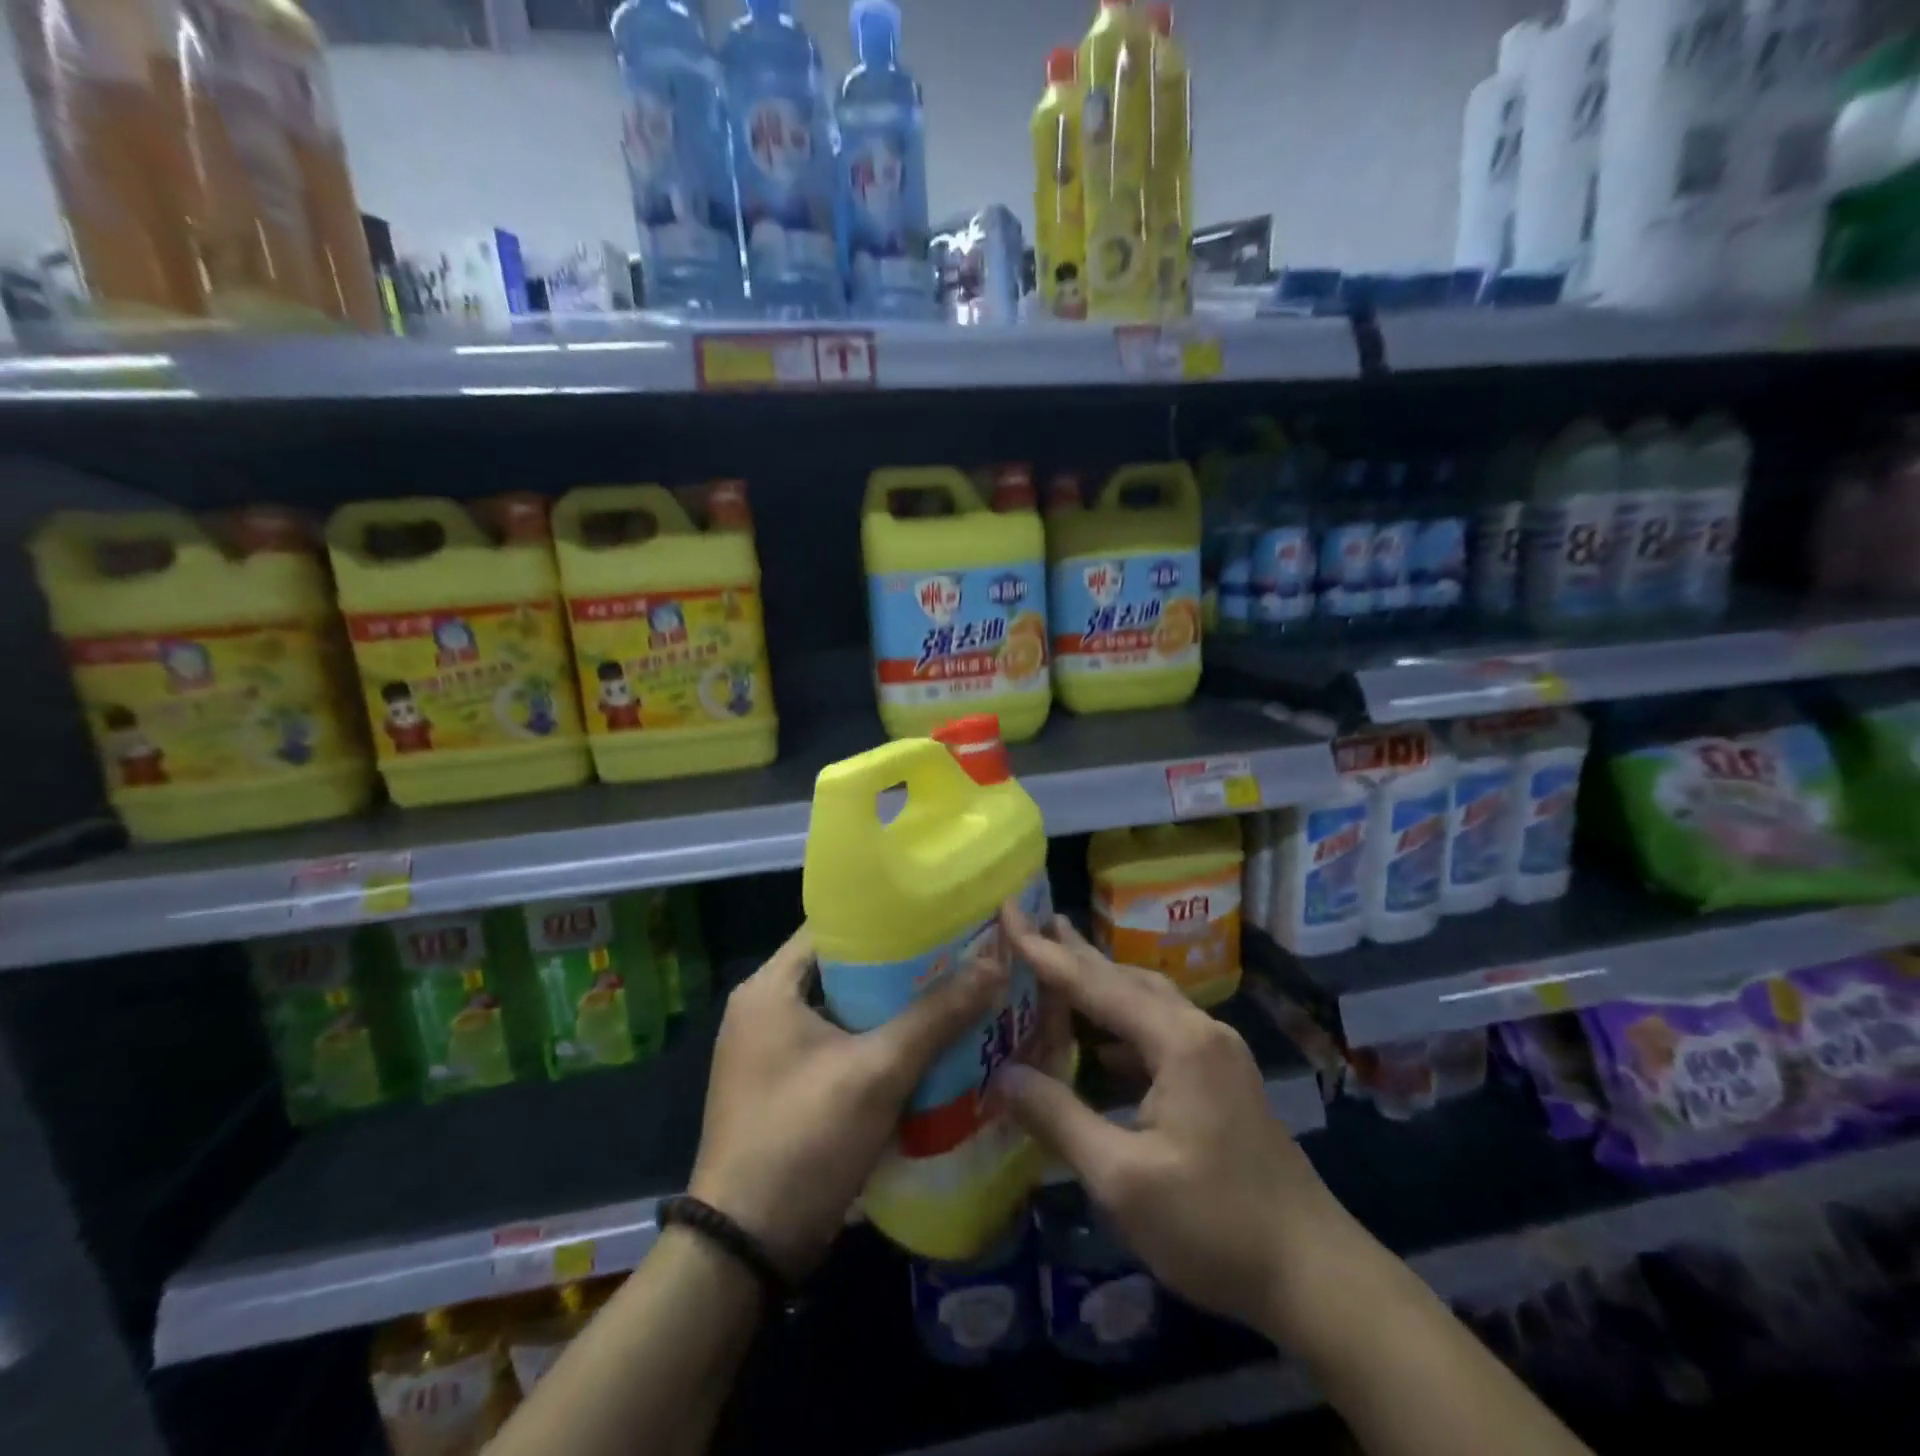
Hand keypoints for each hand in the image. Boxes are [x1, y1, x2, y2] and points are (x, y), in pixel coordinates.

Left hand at [688, 926, 1005, 1280]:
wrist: (745, 1250)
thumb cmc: (803, 1138)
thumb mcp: (877, 1071)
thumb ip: (936, 1015)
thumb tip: (995, 964)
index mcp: (769, 987)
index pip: (833, 927)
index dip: (887, 917)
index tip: (940, 916)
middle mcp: (764, 1010)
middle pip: (843, 969)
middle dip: (900, 966)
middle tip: (958, 956)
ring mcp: (772, 1054)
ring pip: (845, 1011)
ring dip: (893, 1009)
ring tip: (954, 994)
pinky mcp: (786, 1090)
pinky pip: (839, 1048)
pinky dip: (877, 1045)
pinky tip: (927, 1048)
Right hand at [992, 910, 1361, 1345]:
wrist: (1316, 1275)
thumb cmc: (1215, 1225)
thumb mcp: (1122, 1179)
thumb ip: (1059, 1118)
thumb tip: (1004, 1074)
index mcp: (1178, 1040)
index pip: (1096, 984)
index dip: (1046, 953)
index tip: (1008, 915)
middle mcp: (1200, 1030)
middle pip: (1126, 978)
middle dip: (1075, 952)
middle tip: (1032, 921)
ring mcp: (1217, 1053)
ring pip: (1146, 1000)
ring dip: (1102, 983)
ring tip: (1060, 965)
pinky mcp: (1222, 1079)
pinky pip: (1160, 1029)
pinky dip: (1122, 1022)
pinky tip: (1101, 1042)